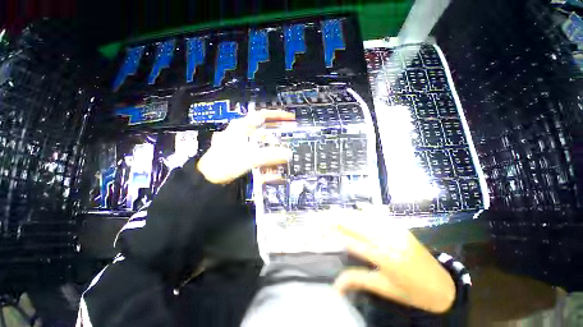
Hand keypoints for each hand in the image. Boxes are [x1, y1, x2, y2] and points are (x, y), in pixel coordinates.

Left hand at [197, 110, 294, 183]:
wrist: (209, 177)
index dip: (278, 114)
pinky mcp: (244, 152)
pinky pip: (260, 151)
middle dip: (278, 132)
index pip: (263, 115)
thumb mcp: (249, 157)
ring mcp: (243, 142)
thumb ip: (270, 155)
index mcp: (241, 126)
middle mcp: (242, 132)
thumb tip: (288, 153)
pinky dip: (267, 156)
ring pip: (263, 141)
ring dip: (274, 147)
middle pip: (265, 128)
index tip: (290, 117)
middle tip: (290, 135)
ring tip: (284, 152)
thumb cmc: (224, 163)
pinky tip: (273, 163)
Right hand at [332, 207, 455, 312]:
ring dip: (348, 213)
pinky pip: (380, 215)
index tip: (321, 227)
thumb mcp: (384, 289)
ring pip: (365, 218)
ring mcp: (395, 231)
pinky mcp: (400, 227)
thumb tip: (334, 286)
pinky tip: (358, 206)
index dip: (335, 233)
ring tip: (333, 209)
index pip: (352, 242)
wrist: (442, 286)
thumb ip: (358, 281)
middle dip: (336, 219)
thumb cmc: (411, 292)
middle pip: (356, 225)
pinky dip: (367, 210)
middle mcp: (387, 240)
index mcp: (383, 258)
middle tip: (322, 214)